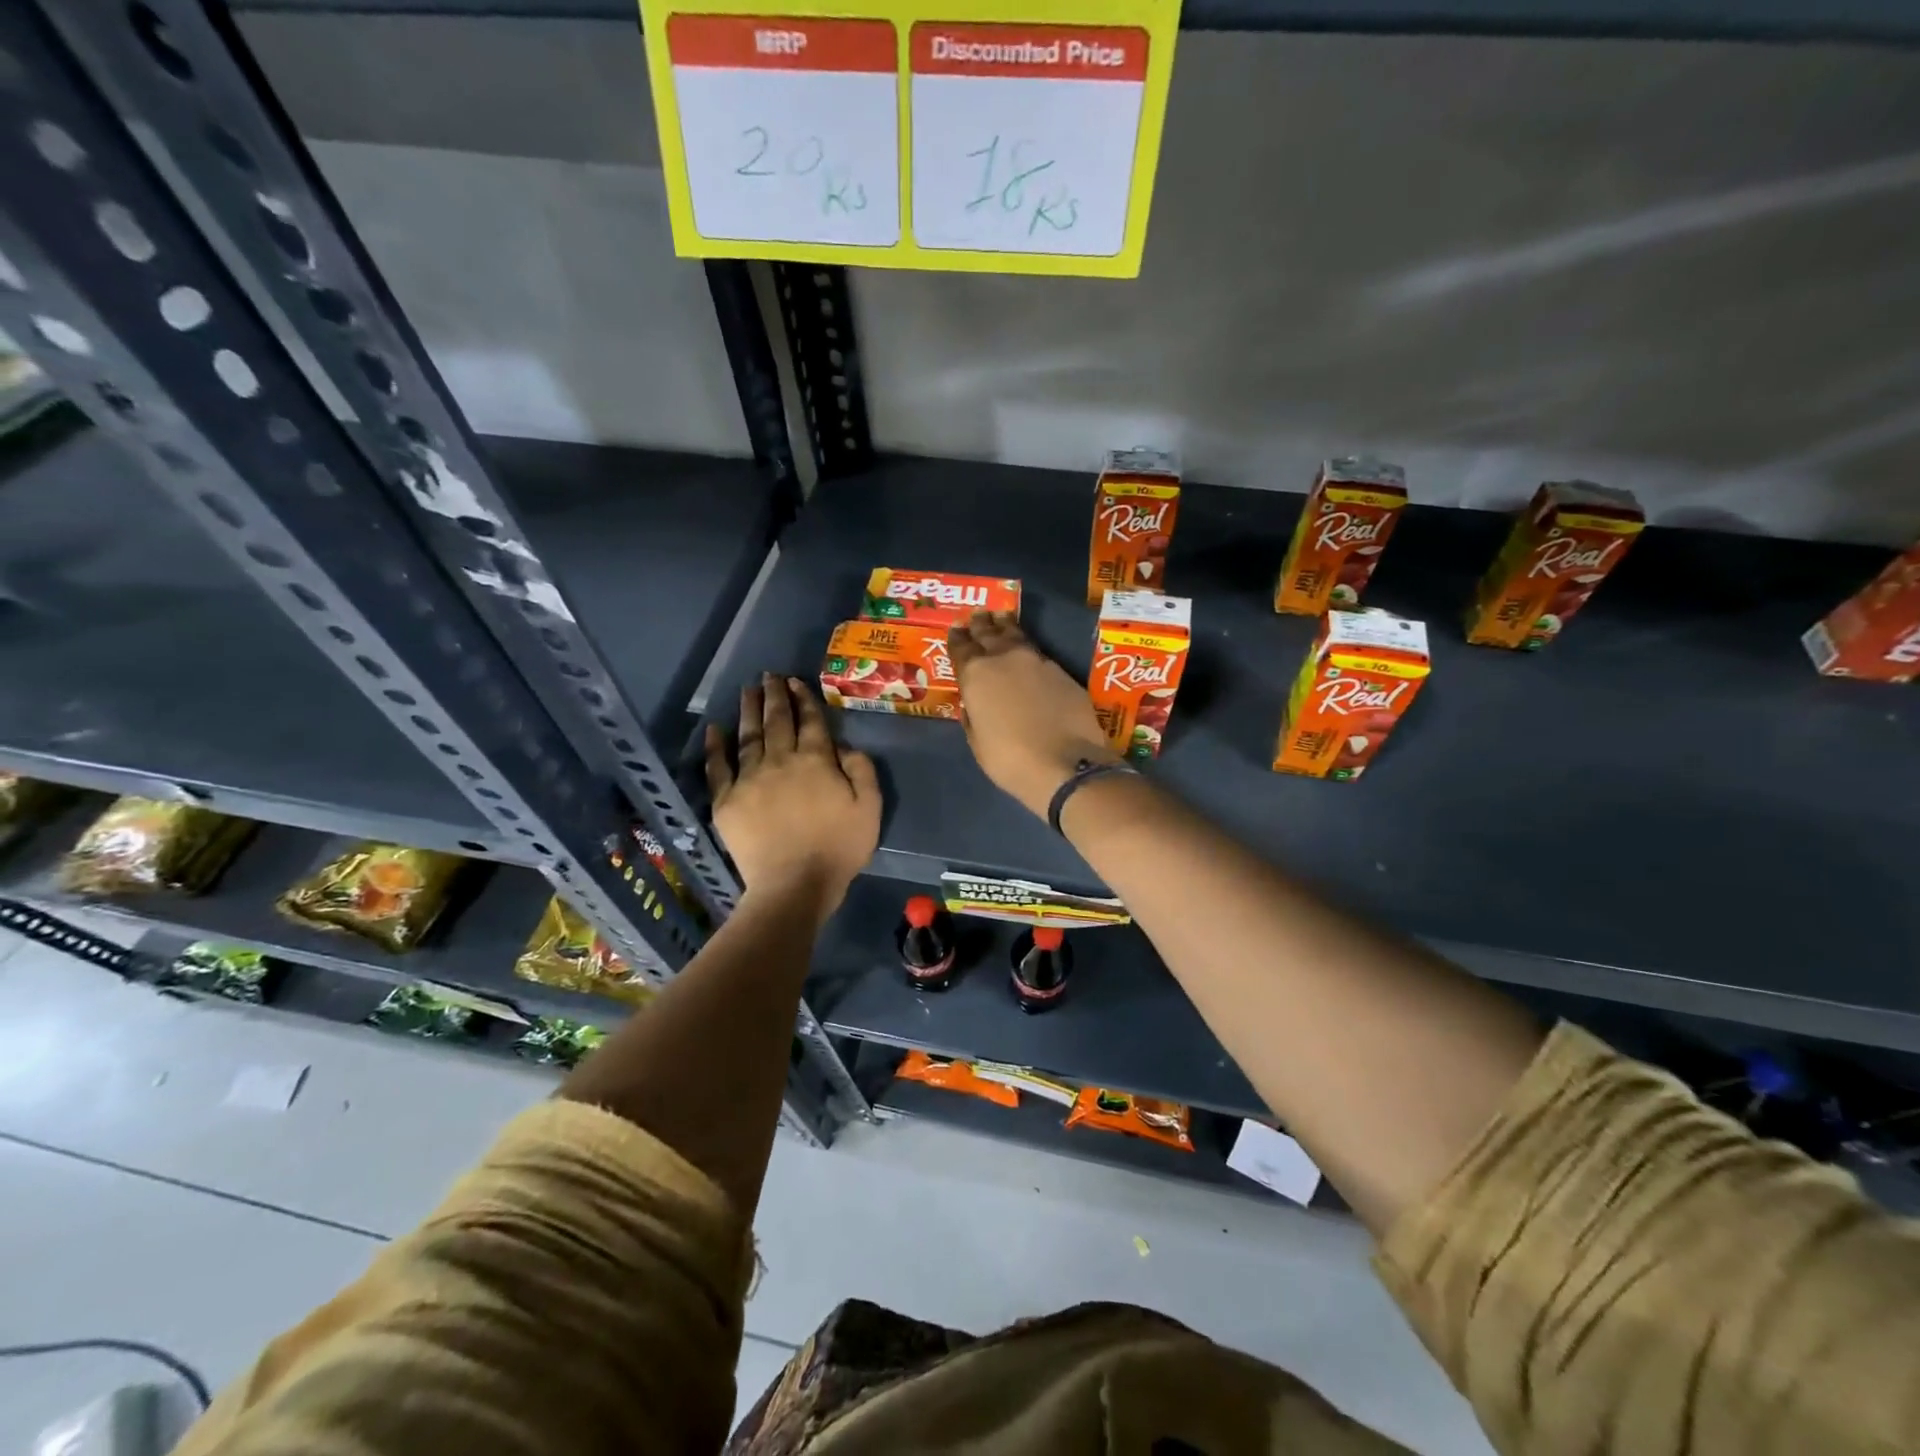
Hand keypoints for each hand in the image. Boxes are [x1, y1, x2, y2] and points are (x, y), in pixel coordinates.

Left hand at [705, 674, 879, 921]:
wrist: (794, 884)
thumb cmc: (838, 848)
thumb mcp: (870, 808)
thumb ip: (861, 770)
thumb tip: (844, 746)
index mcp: (816, 761)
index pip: (810, 721)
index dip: (803, 699)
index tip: (794, 682)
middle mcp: (781, 760)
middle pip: (777, 721)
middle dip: (774, 695)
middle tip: (768, 675)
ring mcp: (750, 779)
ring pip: (748, 736)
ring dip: (747, 710)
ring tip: (746, 691)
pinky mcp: (726, 800)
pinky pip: (718, 767)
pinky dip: (715, 747)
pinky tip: (713, 729)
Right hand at [949, 612, 1117, 818]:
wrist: (1067, 764)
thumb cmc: (1011, 760)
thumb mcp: (978, 742)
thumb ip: (973, 716)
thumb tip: (974, 704)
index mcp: (976, 675)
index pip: (961, 648)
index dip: (957, 638)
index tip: (956, 629)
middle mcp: (1004, 659)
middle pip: (989, 633)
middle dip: (981, 625)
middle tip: (978, 615)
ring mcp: (1037, 661)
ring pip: (1016, 636)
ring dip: (1006, 626)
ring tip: (1001, 619)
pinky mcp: (1062, 671)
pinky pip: (1038, 653)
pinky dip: (1028, 648)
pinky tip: (1027, 651)